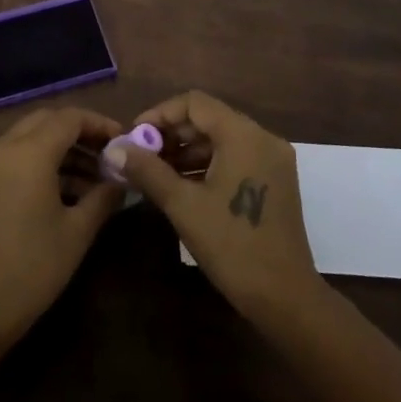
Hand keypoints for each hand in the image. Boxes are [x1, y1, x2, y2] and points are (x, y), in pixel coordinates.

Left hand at [0, 107, 124, 364]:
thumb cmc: (33, 268)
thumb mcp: (77, 232)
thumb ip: (103, 197)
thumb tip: (122, 180)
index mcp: (29, 153)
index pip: (70, 118)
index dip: (100, 124)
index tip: (123, 140)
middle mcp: (5, 147)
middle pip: (47, 120)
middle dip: (80, 131)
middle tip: (108, 153)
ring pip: (30, 136)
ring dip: (61, 147)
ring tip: (94, 176)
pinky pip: (15, 155)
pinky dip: (41, 160)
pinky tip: (66, 188)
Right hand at [112, 91, 325, 327]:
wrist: (285, 298)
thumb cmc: (232, 246)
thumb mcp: (183, 206)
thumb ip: (148, 170)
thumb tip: (115, 149)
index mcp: (243, 135)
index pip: (194, 103)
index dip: (160, 115)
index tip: (135, 137)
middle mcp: (262, 137)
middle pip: (209, 118)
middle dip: (172, 134)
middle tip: (141, 156)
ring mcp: (273, 159)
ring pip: (221, 139)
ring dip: (188, 150)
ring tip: (156, 173)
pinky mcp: (275, 180)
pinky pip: (235, 157)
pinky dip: (208, 164)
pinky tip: (183, 185)